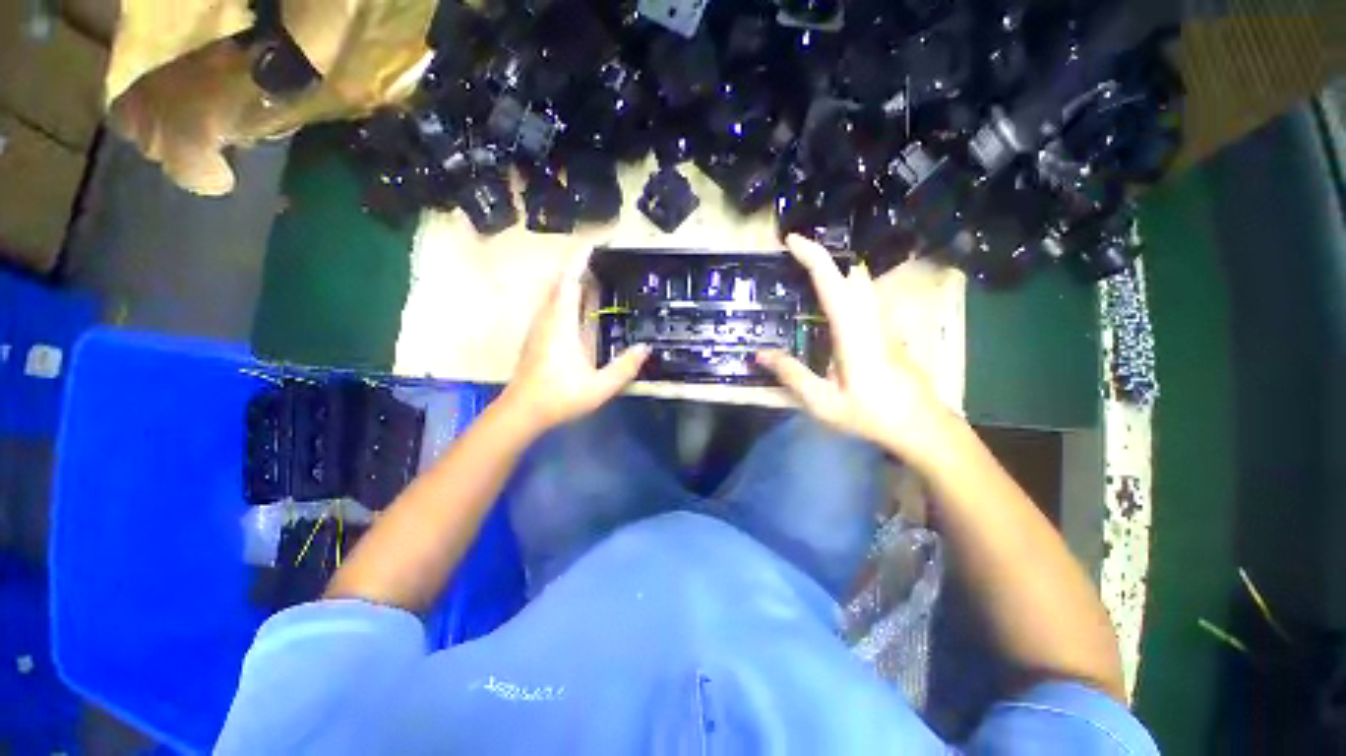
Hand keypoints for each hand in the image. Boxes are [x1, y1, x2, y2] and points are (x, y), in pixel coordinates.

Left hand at [501, 248, 649, 433]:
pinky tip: (576, 306)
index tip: (594, 246)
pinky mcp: (536, 337)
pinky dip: (564, 296)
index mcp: (561, 325)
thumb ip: (624, 368)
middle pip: (559, 283)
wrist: (522, 412)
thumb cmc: (559, 397)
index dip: (581, 262)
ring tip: (591, 277)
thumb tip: (645, 348)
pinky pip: (551, 306)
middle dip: (577, 268)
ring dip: (570, 281)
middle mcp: (547, 320)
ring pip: (553, 294)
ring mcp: (539, 328)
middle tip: (600, 261)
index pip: (570, 283)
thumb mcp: (599, 387)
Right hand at [757, 235, 952, 460]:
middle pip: (849, 272)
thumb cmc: (872, 414)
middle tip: (792, 256)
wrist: (921, 425)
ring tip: (805, 272)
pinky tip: (830, 300)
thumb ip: (791, 374)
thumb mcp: (823, 401)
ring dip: (833, 269)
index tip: (790, 240)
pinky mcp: (886, 330)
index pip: (832, 281)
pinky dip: (843, 284)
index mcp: (853, 331)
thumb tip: (759, 354)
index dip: (812, 256)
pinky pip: (864, 295)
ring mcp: (882, 323)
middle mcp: (870, 318)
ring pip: (860, 282)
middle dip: (821, 257)